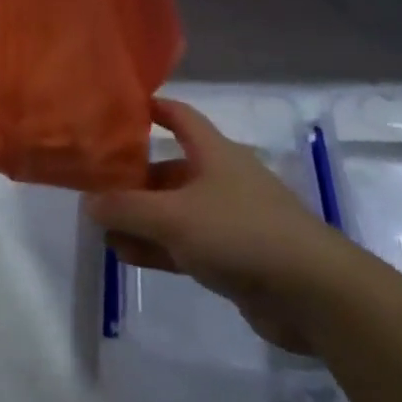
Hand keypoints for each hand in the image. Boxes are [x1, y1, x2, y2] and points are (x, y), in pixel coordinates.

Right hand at [85, 100, 354, 353]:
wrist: (312, 294)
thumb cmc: (240, 233)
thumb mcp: (174, 216)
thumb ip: (127, 208)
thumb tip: (89, 202)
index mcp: (213, 152)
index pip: (178, 115)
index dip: (150, 108)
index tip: (116, 110)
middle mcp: (220, 178)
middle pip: (169, 168)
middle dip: (133, 177)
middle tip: (95, 187)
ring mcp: (228, 219)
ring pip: (174, 210)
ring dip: (141, 218)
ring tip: (102, 228)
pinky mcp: (232, 258)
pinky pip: (185, 244)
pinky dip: (157, 247)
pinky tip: (126, 255)